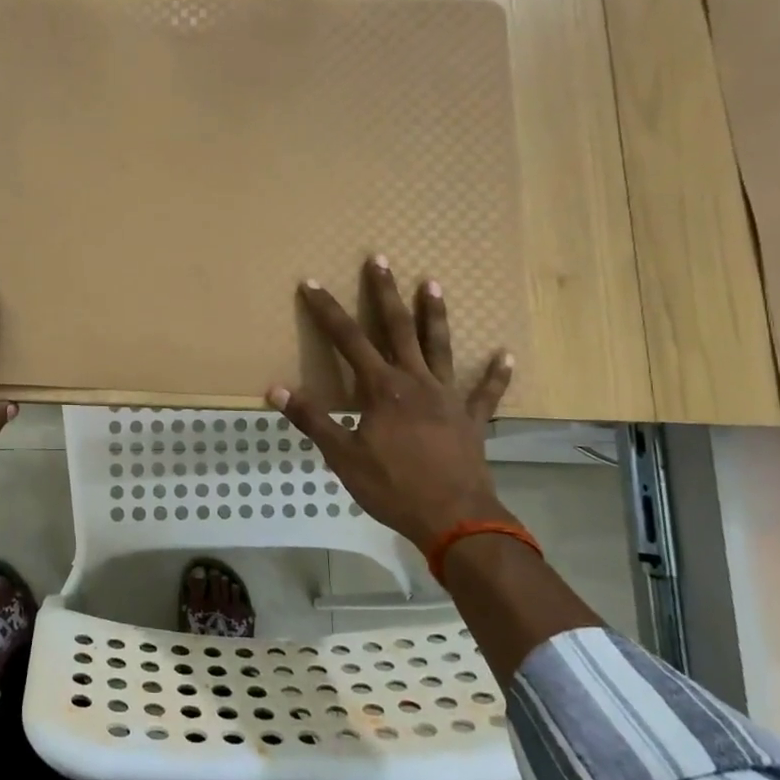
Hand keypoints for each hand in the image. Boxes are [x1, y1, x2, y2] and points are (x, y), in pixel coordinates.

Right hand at [269, 257, 516, 548]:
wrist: (455, 519)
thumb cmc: (392, 487)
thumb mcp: (342, 456)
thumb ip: (312, 419)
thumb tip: (275, 389)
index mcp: (381, 388)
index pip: (347, 339)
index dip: (327, 310)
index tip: (312, 283)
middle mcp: (415, 381)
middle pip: (398, 328)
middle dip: (385, 293)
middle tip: (379, 260)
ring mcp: (448, 397)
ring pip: (440, 347)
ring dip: (435, 314)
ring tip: (433, 283)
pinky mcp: (472, 418)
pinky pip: (486, 392)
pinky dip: (495, 373)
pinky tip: (504, 354)